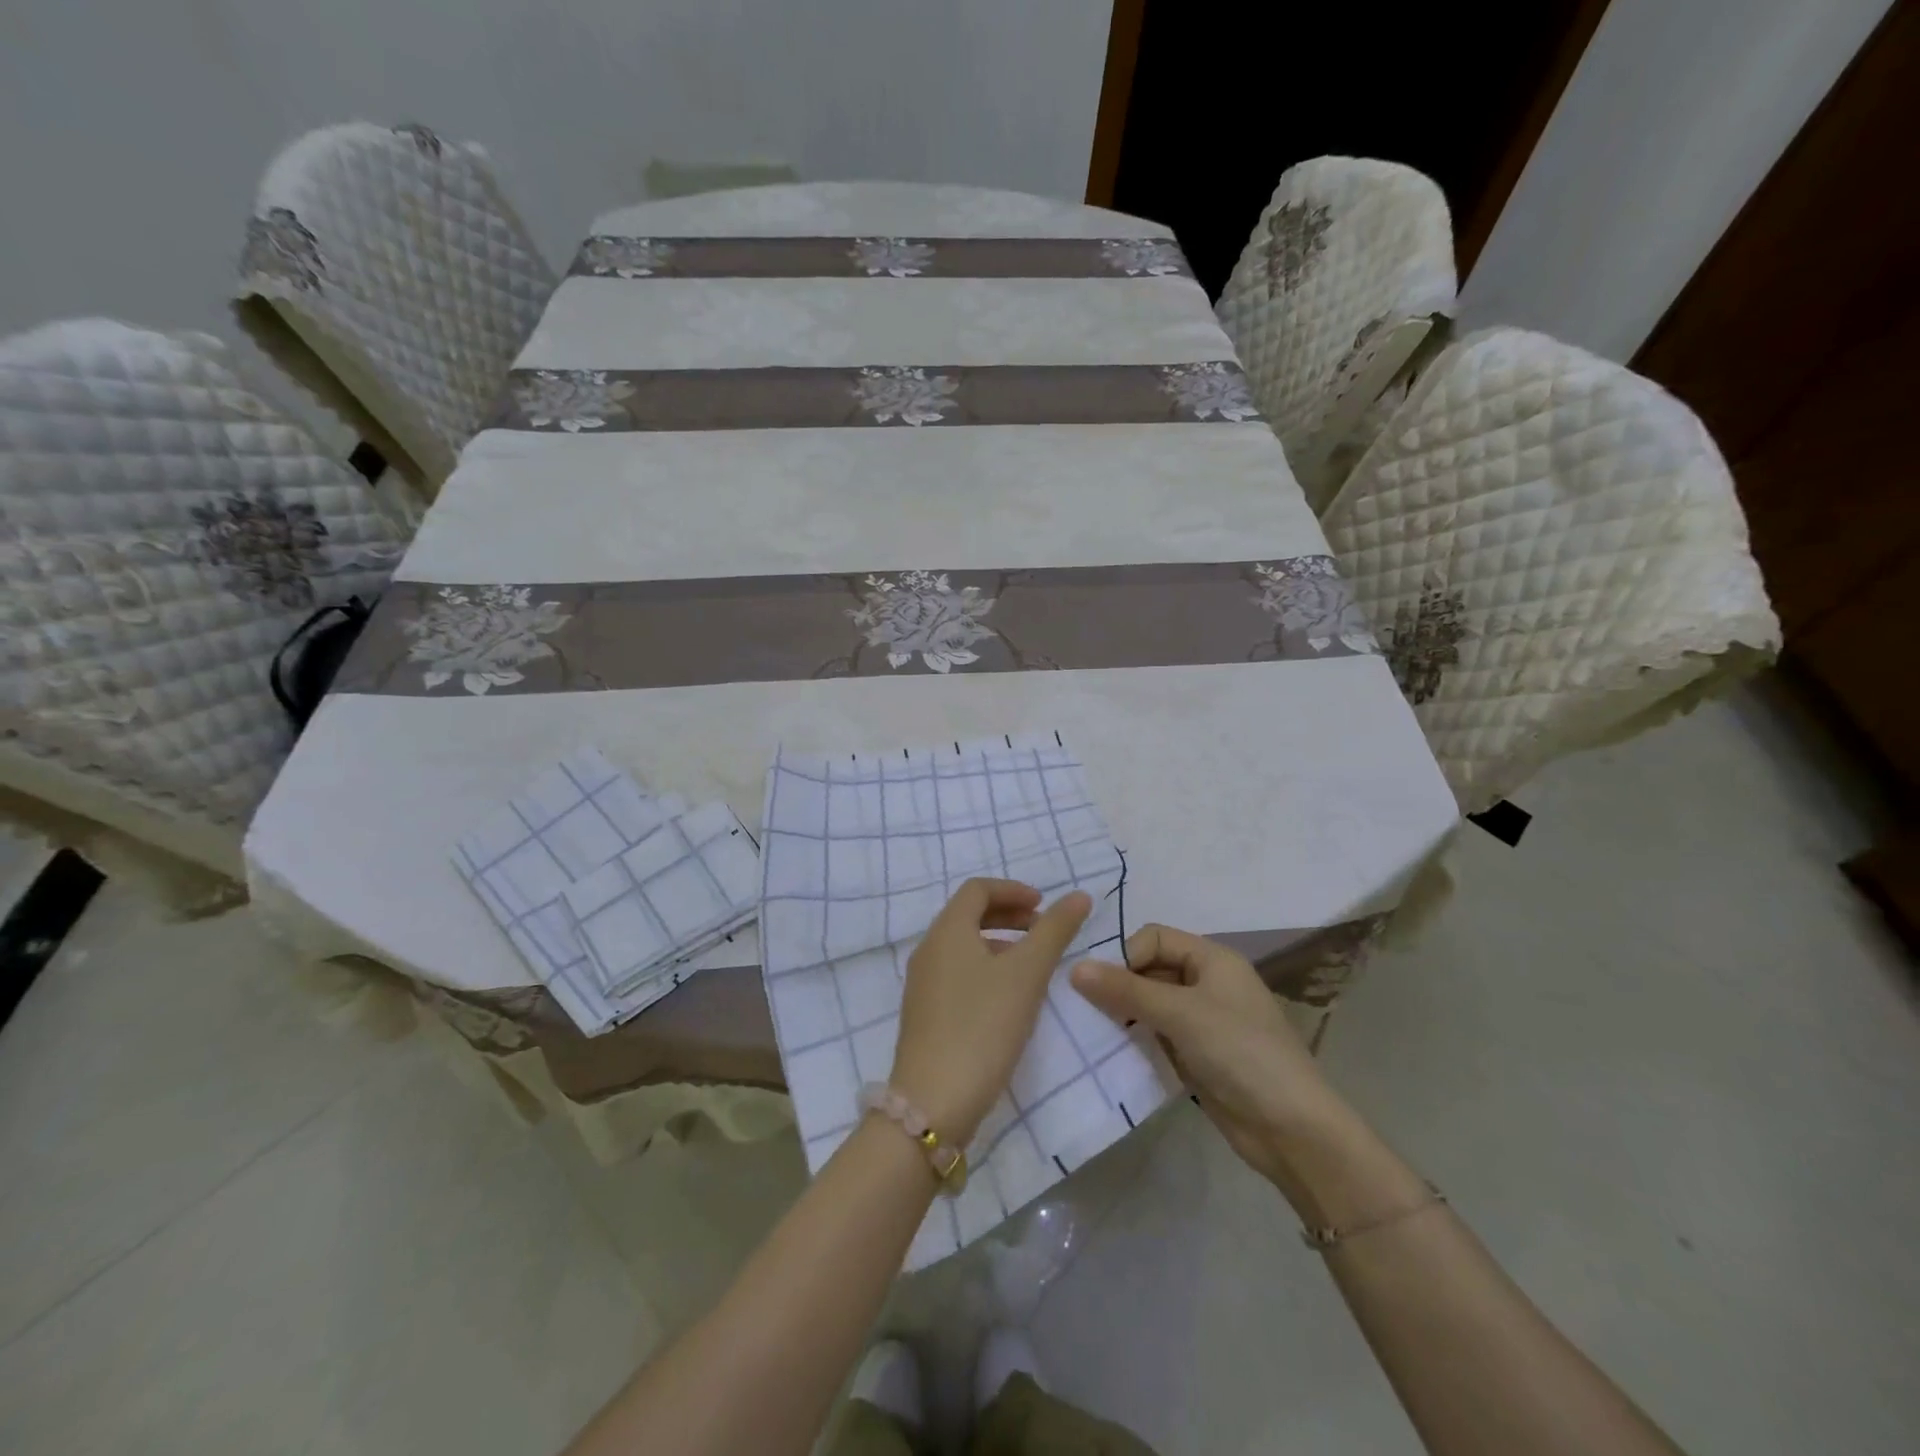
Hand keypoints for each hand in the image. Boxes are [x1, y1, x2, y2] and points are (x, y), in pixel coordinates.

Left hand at [891, 879, 1091, 1147]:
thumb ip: (1054, 931)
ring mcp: (922, 983)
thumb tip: (1080, 896)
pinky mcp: (925, 1014)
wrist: (933, 1102)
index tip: (1045, 906)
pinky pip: (957, 973)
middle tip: (1043, 931)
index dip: (1013, 890)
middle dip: (1008, 915)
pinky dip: (985, 968)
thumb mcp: (1026, 974)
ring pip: (963, 946)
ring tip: (1032, 966)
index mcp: (947, 931)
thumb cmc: (983, 1026)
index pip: (977, 889)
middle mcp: (928, 949)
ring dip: (999, 943)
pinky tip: (1008, 999)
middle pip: (968, 915)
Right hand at [1070, 925, 1361, 1202]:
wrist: (1291, 1129)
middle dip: (1118, 984)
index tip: (1099, 984)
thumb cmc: (1240, 1052)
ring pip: (1149, 1003)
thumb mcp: (1181, 1013)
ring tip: (1090, 1030)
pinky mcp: (1195, 1054)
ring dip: (1122, 1013)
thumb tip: (1074, 967)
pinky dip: (1134, 1039)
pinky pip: (1155, 1034)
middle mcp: (1206, 982)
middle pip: (1149, 969)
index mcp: (1212, 959)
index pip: (1154, 938)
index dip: (1125, 955)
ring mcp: (1201, 1020)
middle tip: (1083, 1007)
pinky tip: (1110, 1052)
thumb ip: (1127, 989)